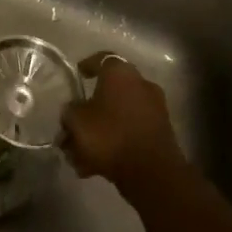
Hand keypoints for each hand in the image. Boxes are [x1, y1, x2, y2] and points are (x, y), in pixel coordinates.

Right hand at [63, 53, 184, 195]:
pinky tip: (96, 164)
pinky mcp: (161, 132)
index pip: (102, 59)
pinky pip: (131, 131)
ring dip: (101, 129)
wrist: (152, 172)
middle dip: (91, 108)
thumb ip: (70, 112)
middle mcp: (141, 83)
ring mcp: (155, 107)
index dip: (87, 66)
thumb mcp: (76, 121)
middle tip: (75, 124)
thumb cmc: (110, 135)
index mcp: (120, 73)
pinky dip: (115, 141)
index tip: (77, 75)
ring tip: (81, 153)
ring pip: (119, 114)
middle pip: (110, 91)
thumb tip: (72, 110)